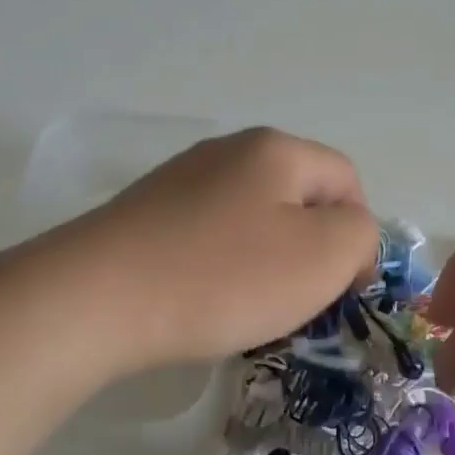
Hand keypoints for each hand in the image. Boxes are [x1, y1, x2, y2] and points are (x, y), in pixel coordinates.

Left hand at [65, 128, 377, 369]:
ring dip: (266, 260)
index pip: (346, 179)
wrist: (94, 299)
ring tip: (248, 305)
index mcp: (276, 149)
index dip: (358, 233)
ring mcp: (181, 179)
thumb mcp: (322, 256)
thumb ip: (360, 235)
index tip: (344, 287)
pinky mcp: (146, 213)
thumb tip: (348, 233)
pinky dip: (221, 266)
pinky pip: (208, 235)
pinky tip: (203, 299)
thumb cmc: (223, 276)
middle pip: (298, 196)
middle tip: (298, 298)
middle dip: (311, 248)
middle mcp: (229, 150)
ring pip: (253, 218)